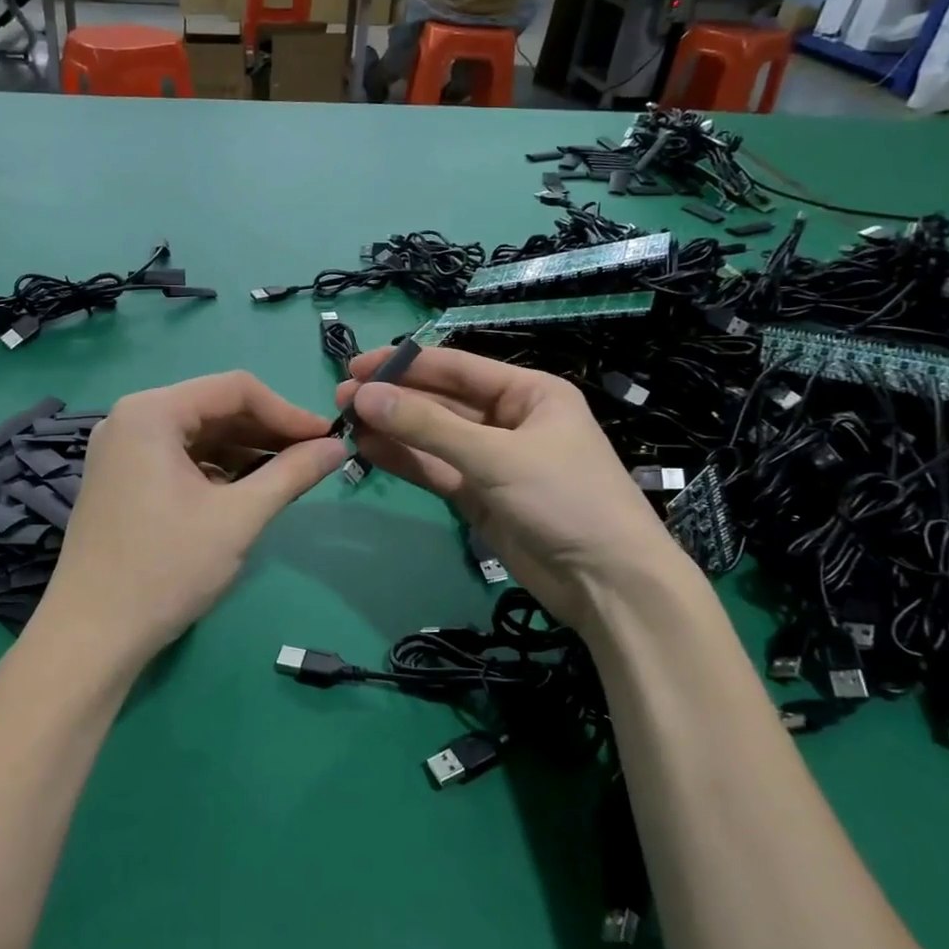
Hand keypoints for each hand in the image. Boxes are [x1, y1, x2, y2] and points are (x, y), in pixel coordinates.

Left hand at [41, 372, 345, 668]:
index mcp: (151, 412)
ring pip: (198, 434)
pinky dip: (215, 469)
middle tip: (312, 459)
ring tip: (286, 477)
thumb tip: (337, 447)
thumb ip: (291, 474)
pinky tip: (244, 492)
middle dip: (266, 431)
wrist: (92, 637)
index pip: (235, 388)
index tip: (326, 439)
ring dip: (244, 451)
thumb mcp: (238, 518)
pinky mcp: (120, 478)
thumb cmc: (166, 569)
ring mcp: (120, 449)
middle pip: (214, 408)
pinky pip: (178, 458)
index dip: (286, 411)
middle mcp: (130, 418)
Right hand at [336, 347, 683, 617]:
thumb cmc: (565, 499)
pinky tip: (368, 449)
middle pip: (441, 402)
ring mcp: (492, 460)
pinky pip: (435, 470)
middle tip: (340, 399)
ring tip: (344, 422)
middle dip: (393, 399)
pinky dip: (404, 460)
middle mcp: (509, 419)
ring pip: (433, 438)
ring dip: (392, 430)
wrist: (608, 584)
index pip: (456, 368)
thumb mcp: (496, 456)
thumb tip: (364, 396)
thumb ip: (427, 427)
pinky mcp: (479, 496)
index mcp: (528, 392)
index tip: (356, 365)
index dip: (405, 364)